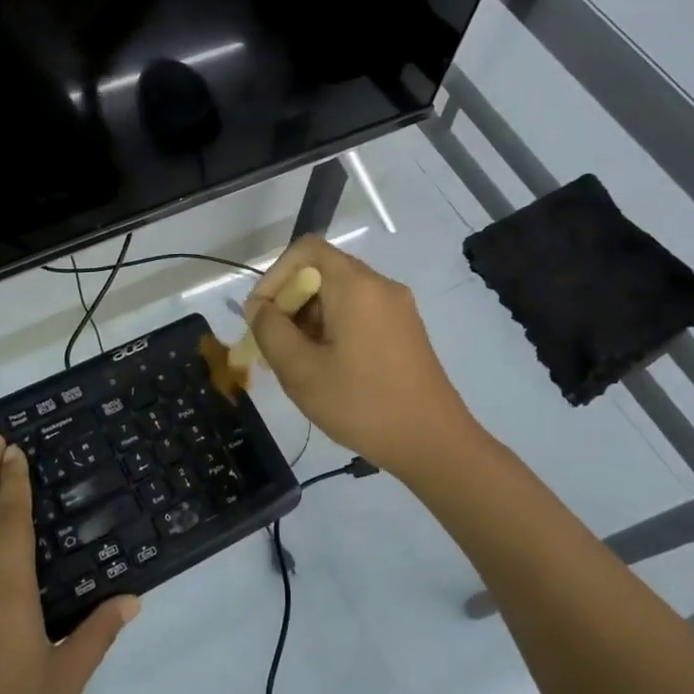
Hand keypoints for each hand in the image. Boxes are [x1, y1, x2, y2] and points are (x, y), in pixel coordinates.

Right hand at [245, 236, 479, 479]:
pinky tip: (326, 369)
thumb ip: (271, 331)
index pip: (306, 250)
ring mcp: (397, 309)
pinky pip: (359, 314)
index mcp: (356, 286)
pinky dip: (333, 330)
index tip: (262, 315)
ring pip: (339, 296)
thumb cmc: (362, 404)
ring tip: (296, 364)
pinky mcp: (405, 331)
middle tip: (273, 347)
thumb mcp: (301, 371)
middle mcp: (380, 286)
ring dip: (309, 321)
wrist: (433, 443)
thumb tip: (260, 307)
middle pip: (322, 273)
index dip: (275, 275)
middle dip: (290, 304)